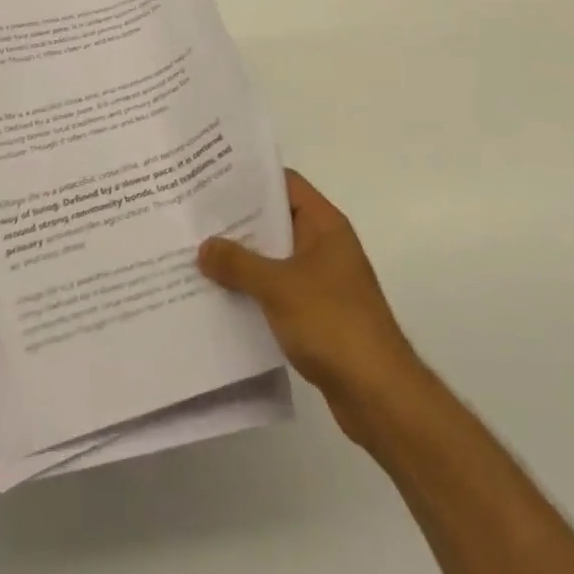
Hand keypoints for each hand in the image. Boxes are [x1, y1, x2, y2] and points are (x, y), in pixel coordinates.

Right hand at [198, 169, 423, 450]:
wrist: (380, 395)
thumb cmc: (333, 324)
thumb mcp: (278, 287)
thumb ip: (238, 263)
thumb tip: (204, 247)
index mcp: (325, 226)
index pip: (285, 184)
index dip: (250, 178)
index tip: (211, 177)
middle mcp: (324, 246)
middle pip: (275, 220)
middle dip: (237, 220)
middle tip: (194, 215)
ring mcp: (322, 281)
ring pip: (273, 258)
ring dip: (241, 258)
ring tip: (196, 252)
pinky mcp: (316, 314)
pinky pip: (276, 290)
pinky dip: (252, 290)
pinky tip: (219, 294)